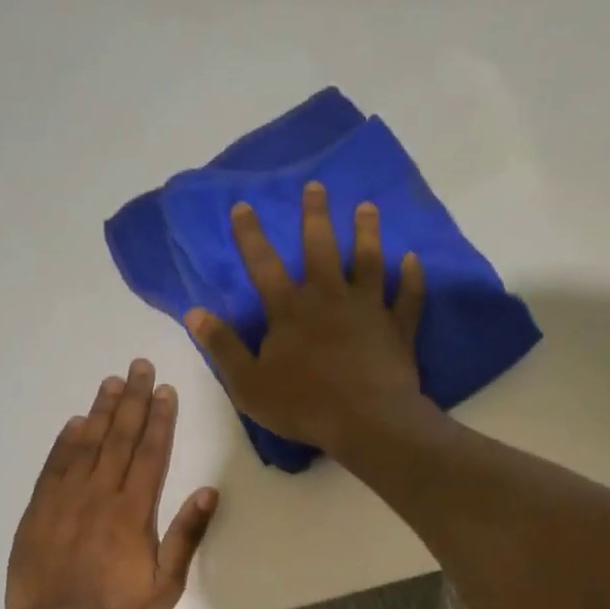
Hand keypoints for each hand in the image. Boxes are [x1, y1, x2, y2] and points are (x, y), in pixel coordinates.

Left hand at [5, 360, 219, 608]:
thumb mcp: (166, 584)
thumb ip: (187, 535)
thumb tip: (210, 491)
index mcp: (134, 510)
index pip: (151, 452)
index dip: (160, 419)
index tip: (165, 390)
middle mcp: (100, 494)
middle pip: (119, 437)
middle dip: (132, 399)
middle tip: (138, 365)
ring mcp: (65, 499)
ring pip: (86, 444)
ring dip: (100, 410)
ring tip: (111, 382)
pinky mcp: (38, 511)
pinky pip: (53, 466)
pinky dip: (64, 441)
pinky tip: (74, 422)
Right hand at [185, 182, 428, 455]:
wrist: (366, 422)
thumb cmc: (302, 405)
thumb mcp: (248, 383)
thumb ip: (223, 346)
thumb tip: (195, 313)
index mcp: (290, 310)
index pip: (264, 264)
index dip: (251, 235)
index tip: (244, 205)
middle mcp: (329, 298)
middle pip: (321, 248)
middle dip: (316, 215)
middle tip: (317, 186)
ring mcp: (368, 309)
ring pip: (369, 261)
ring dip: (367, 232)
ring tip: (368, 207)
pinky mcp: (397, 327)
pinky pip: (408, 297)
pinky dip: (412, 277)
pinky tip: (414, 259)